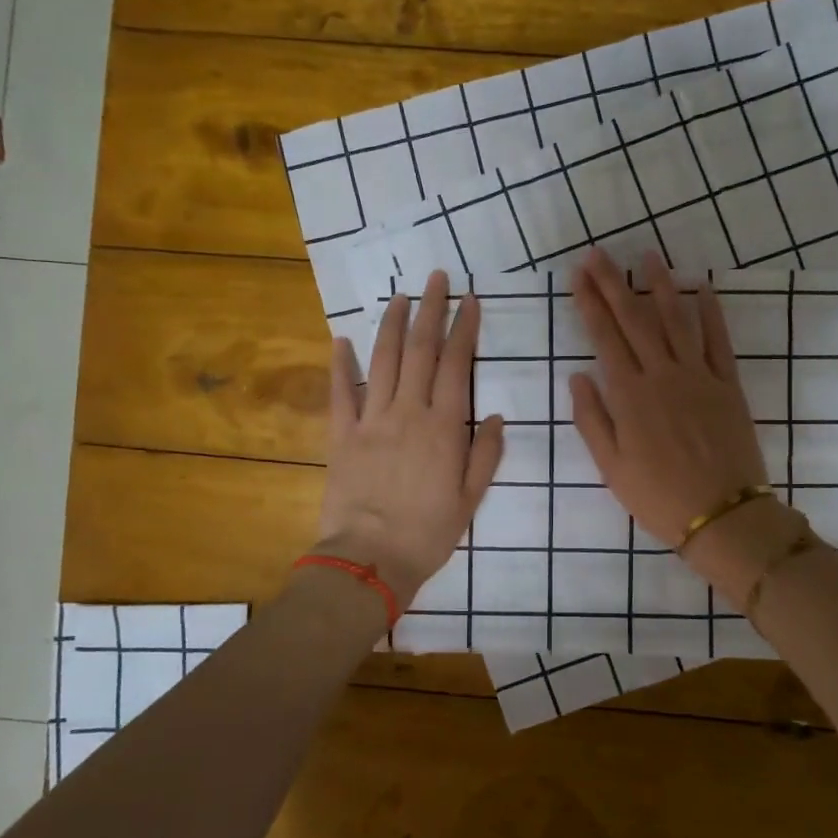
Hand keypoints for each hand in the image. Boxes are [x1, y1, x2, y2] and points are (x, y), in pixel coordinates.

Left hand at [316, 272, 504, 610]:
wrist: (370, 559)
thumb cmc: (428, 533)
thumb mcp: (470, 499)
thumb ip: (485, 454)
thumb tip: (497, 417)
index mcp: (444, 427)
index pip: (457, 365)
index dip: (464, 329)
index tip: (470, 300)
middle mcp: (408, 412)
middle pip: (421, 351)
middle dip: (431, 310)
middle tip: (436, 278)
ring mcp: (371, 420)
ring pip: (383, 360)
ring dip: (392, 325)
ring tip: (400, 296)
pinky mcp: (341, 435)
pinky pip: (340, 392)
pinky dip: (340, 364)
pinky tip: (341, 339)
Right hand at [568, 248, 776, 544]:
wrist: (723, 516)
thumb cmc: (658, 497)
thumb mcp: (611, 467)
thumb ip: (592, 419)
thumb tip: (579, 376)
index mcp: (630, 395)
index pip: (605, 337)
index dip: (590, 303)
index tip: (578, 275)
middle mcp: (662, 375)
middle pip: (635, 320)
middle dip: (614, 283)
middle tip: (599, 254)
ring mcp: (699, 376)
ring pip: (676, 320)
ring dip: (660, 286)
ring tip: (648, 256)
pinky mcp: (728, 385)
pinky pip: (719, 341)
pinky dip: (711, 313)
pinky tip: (701, 288)